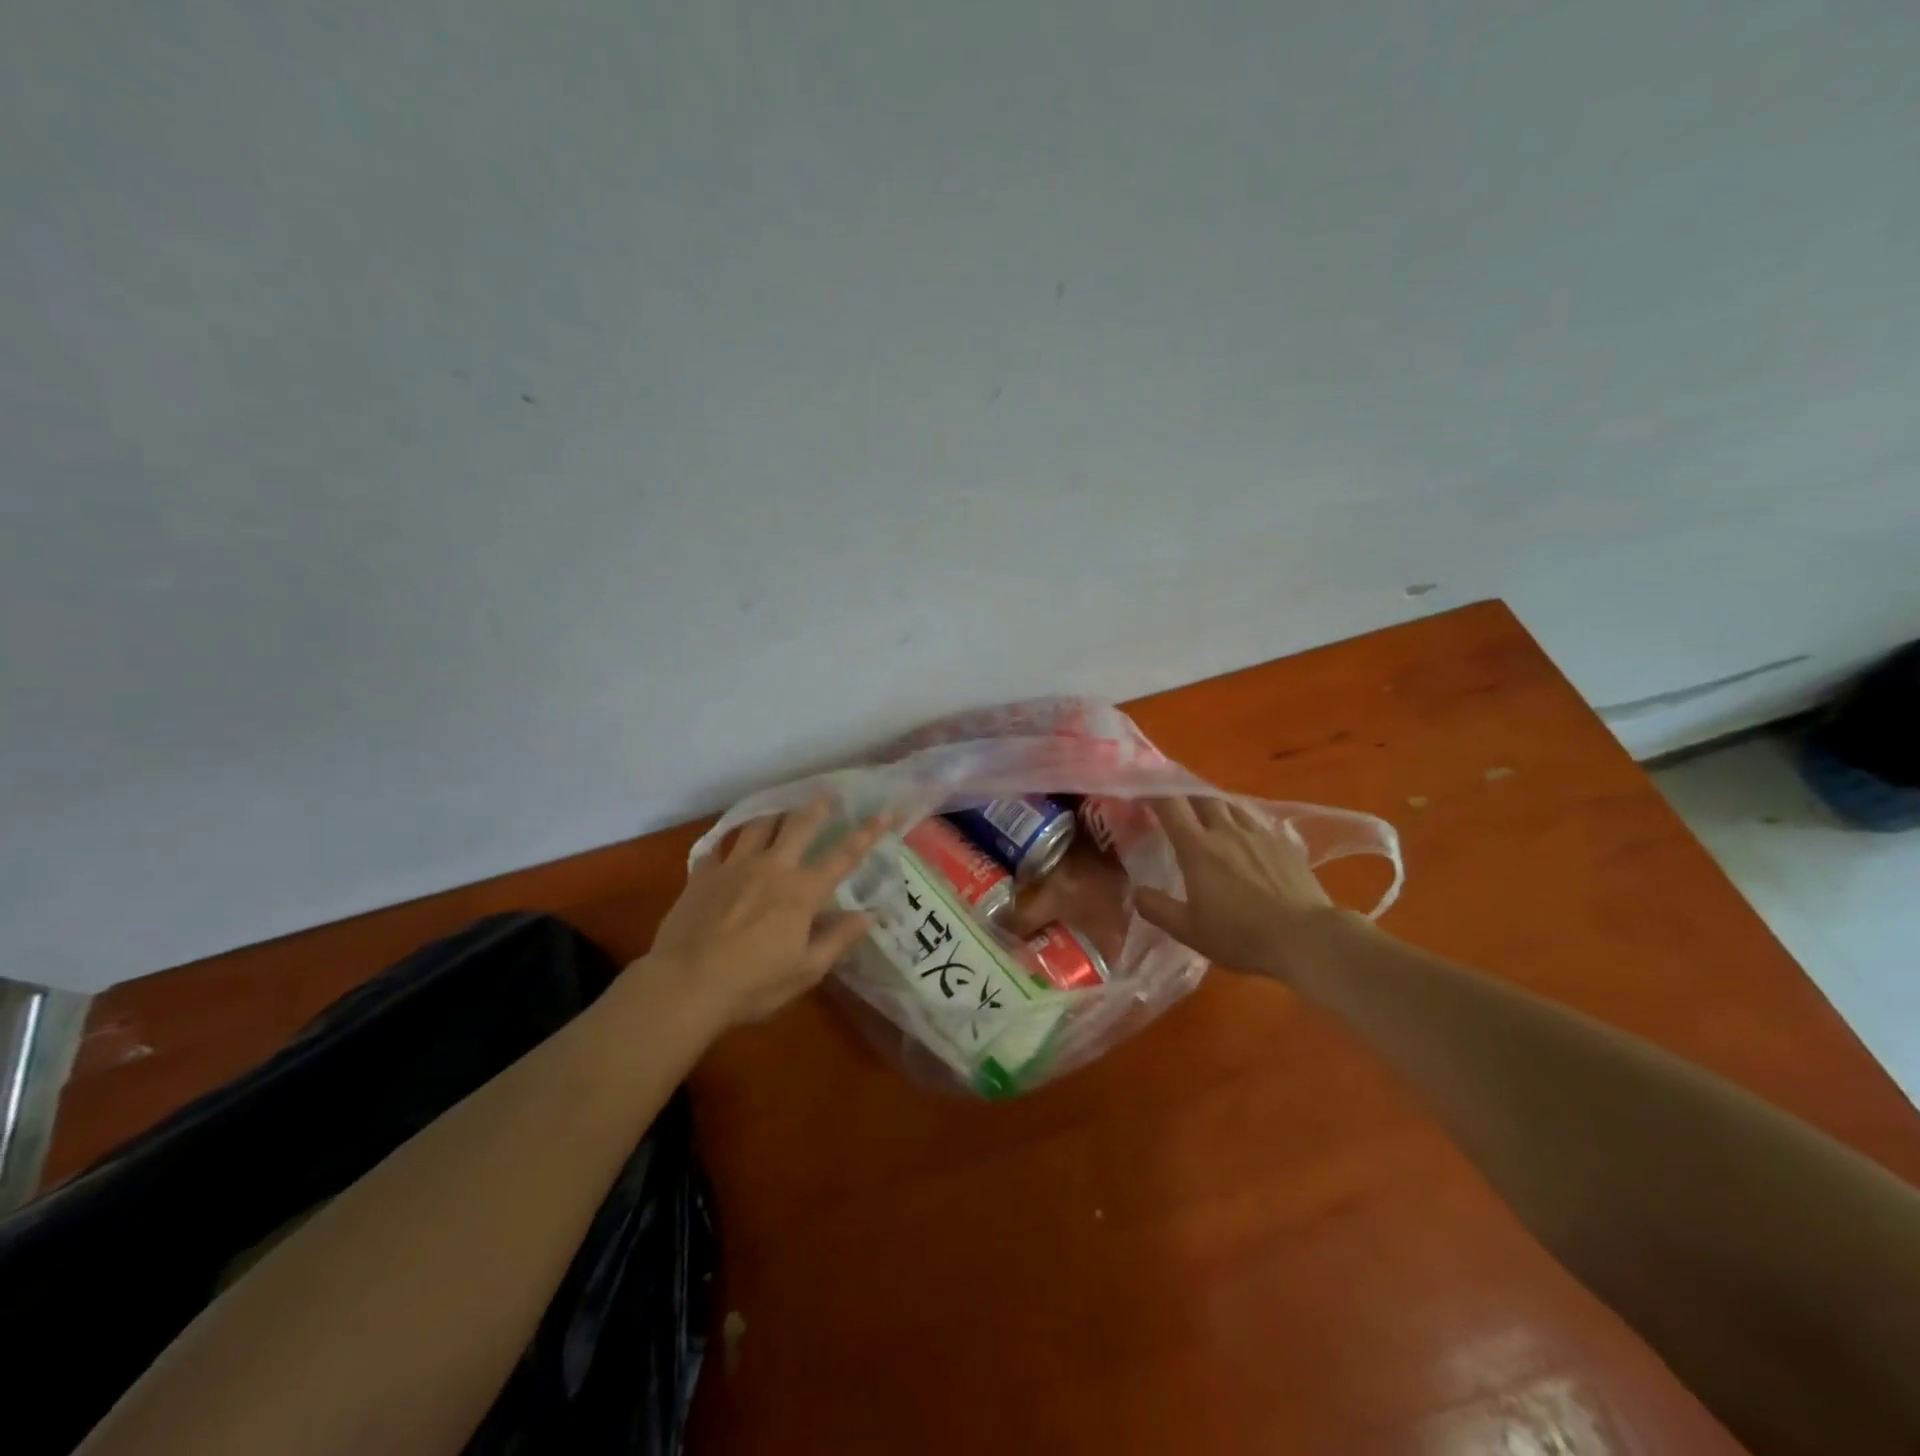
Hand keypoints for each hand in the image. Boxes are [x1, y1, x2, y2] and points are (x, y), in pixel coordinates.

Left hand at [640, 799, 886, 1030]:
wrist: (683, 986)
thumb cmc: (752, 985)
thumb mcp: (805, 971)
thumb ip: (838, 939)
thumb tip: (868, 915)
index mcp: (802, 892)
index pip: (843, 856)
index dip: (867, 833)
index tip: (884, 812)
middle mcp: (772, 868)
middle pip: (798, 826)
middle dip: (817, 807)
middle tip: (827, 793)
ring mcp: (734, 867)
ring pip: (758, 826)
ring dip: (773, 813)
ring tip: (780, 808)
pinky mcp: (702, 875)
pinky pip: (717, 849)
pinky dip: (726, 844)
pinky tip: (726, 846)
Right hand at [1133, 796, 1350, 984]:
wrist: (1307, 938)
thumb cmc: (1241, 935)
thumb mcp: (1190, 931)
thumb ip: (1158, 909)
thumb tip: (1136, 892)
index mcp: (1198, 848)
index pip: (1170, 806)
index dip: (1153, 792)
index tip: (1141, 790)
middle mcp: (1226, 831)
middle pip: (1202, 796)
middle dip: (1184, 792)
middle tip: (1174, 800)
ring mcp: (1258, 834)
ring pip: (1231, 805)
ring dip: (1214, 804)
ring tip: (1207, 812)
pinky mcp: (1284, 844)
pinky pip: (1256, 821)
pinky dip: (1242, 820)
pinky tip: (1245, 834)